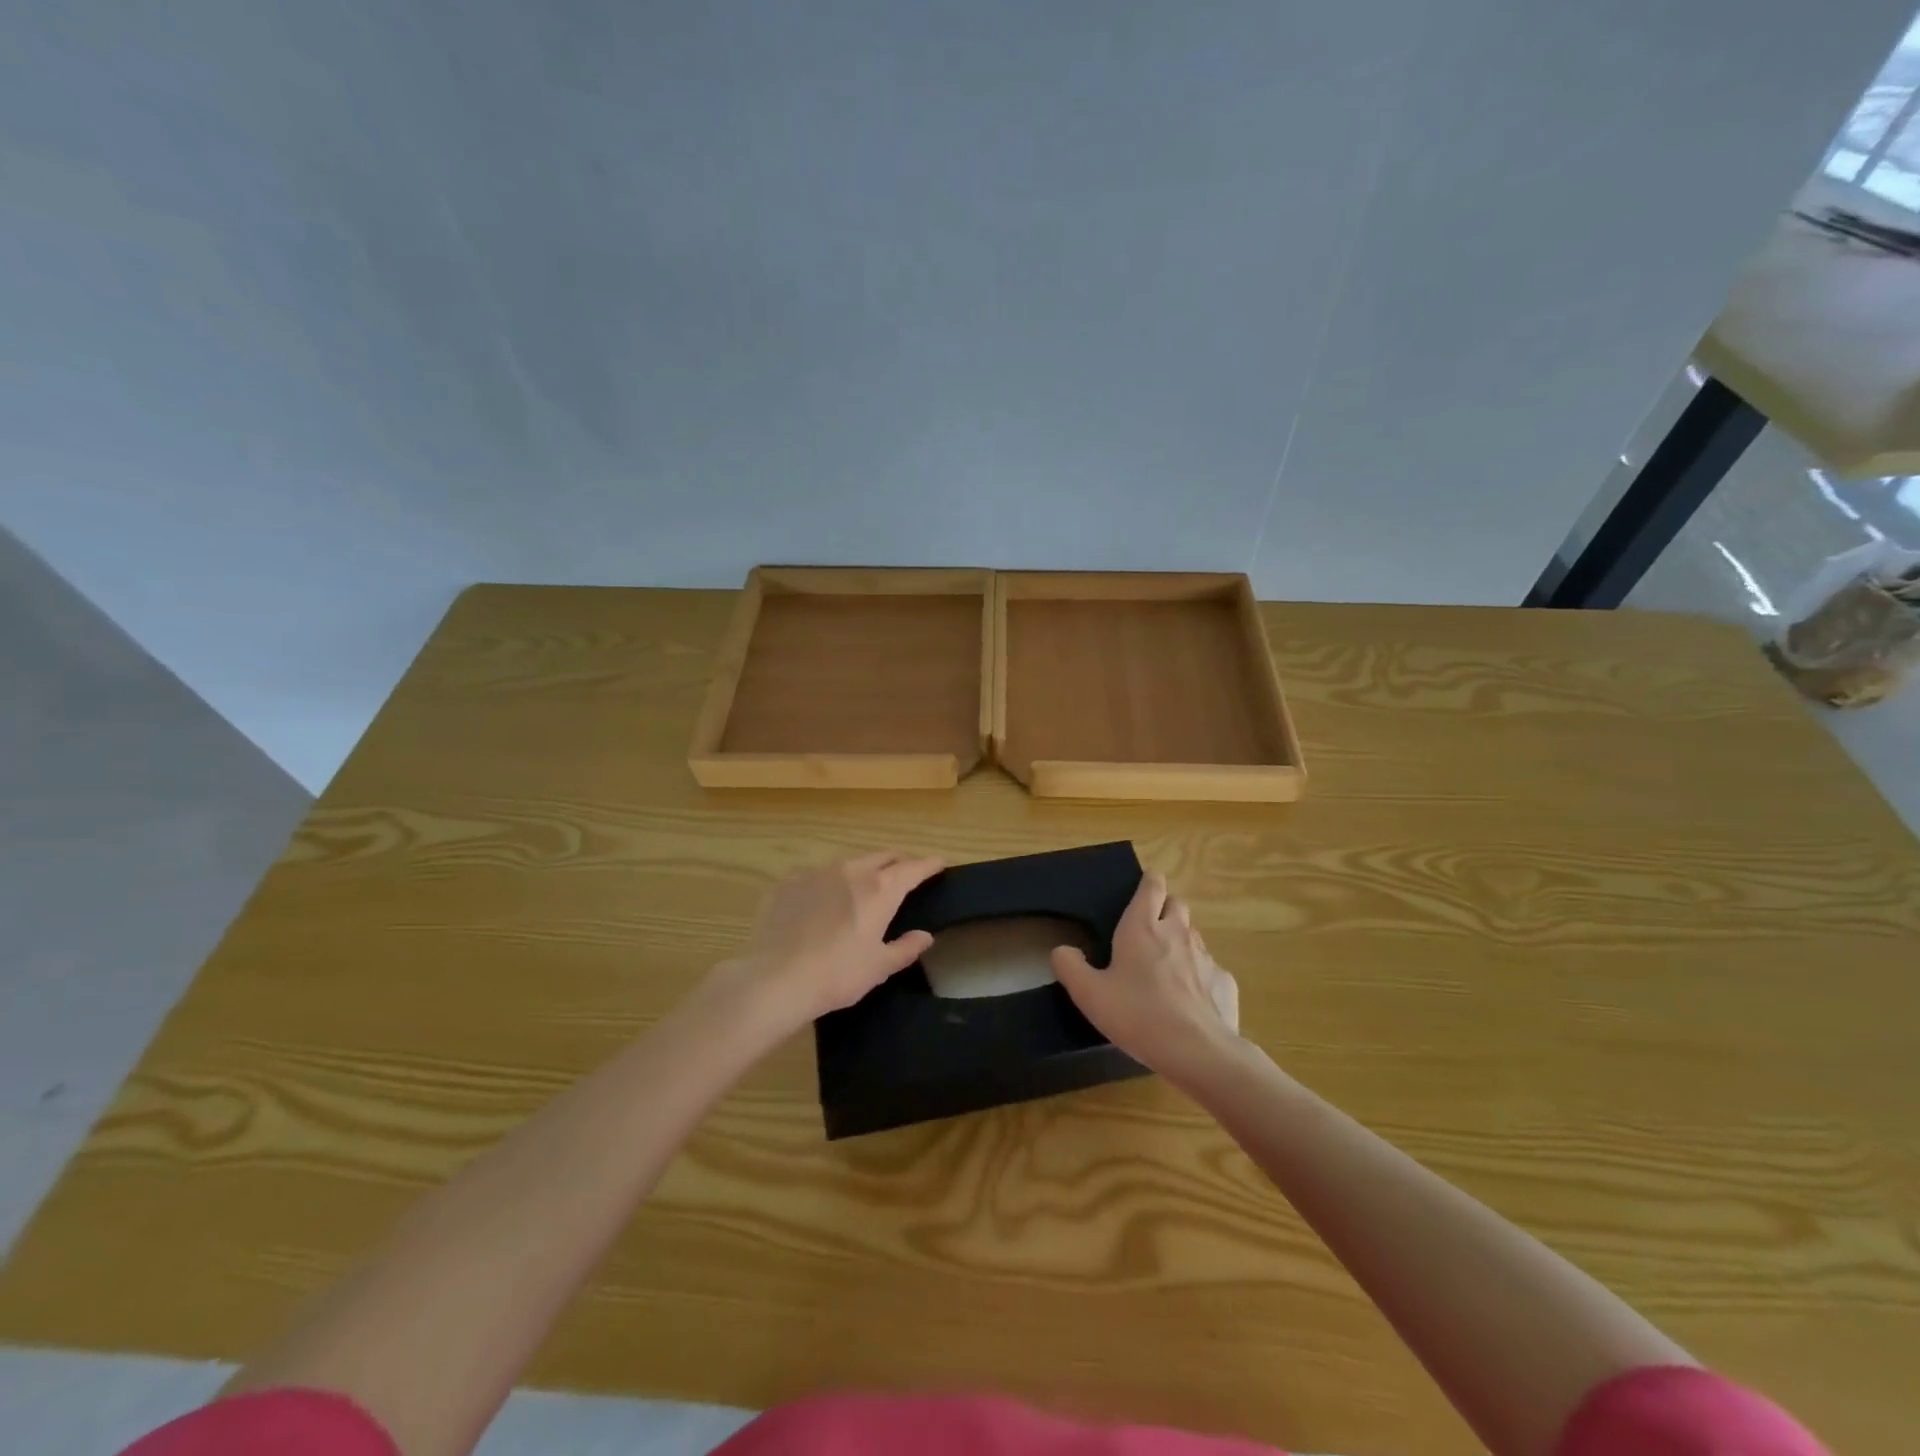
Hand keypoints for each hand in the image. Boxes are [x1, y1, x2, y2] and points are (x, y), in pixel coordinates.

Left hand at [720, 851, 943, 1029]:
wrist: (774, 979)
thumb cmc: (837, 975)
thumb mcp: (879, 967)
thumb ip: (905, 948)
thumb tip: (925, 936)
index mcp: (880, 889)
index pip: (913, 868)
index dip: (929, 864)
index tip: (939, 863)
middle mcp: (851, 870)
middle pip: (882, 856)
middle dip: (897, 862)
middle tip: (904, 875)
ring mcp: (816, 872)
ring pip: (849, 862)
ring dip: (862, 870)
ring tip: (862, 888)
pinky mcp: (788, 881)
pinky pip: (816, 874)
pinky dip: (828, 882)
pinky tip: (821, 901)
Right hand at [1051, 872, 1239, 1082]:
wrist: (1197, 1052)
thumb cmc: (1137, 1015)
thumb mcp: (1089, 994)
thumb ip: (1069, 967)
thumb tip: (1062, 950)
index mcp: (1142, 927)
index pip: (1152, 885)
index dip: (1148, 882)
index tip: (1141, 889)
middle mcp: (1177, 933)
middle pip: (1176, 904)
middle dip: (1164, 909)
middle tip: (1147, 931)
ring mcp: (1205, 957)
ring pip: (1193, 936)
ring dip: (1180, 942)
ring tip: (1165, 969)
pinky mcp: (1224, 982)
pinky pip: (1211, 970)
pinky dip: (1200, 977)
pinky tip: (1189, 1001)